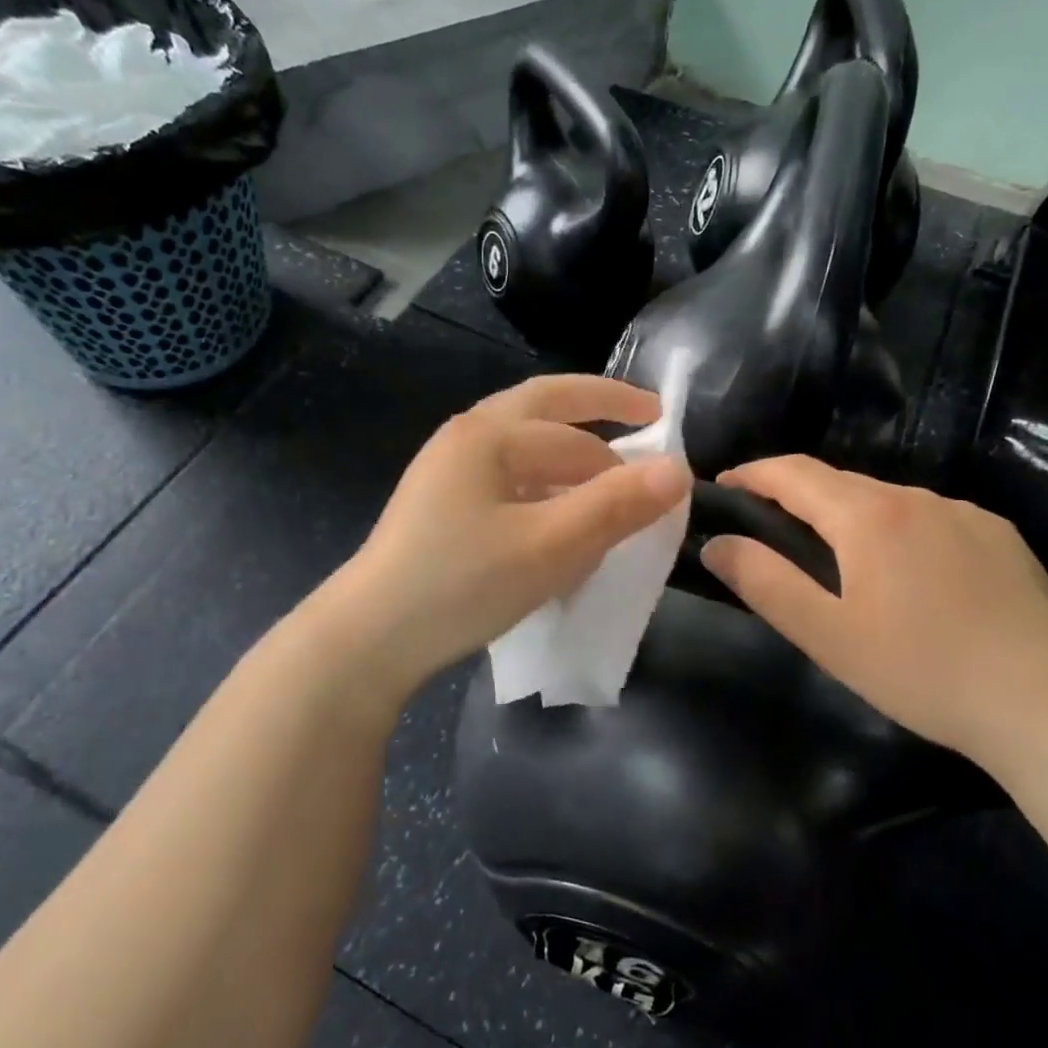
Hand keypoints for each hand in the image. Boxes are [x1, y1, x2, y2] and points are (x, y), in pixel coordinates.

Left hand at [331, 374, 691, 690]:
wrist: (370, 638)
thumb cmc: (462, 584)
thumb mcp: (550, 547)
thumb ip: (616, 506)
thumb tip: (678, 469)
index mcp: (489, 435)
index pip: (577, 435)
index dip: (628, 455)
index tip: (669, 477)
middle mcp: (466, 439)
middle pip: (544, 409)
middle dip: (597, 409)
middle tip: (646, 414)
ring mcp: (447, 473)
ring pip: (524, 446)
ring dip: (568, 454)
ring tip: (606, 479)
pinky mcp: (440, 508)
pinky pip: (506, 480)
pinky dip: (542, 486)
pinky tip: (556, 520)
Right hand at [700, 455, 1047, 760]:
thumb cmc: (921, 669)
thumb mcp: (826, 635)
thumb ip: (764, 583)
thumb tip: (717, 543)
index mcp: (868, 515)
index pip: (793, 472)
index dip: (752, 473)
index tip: (723, 486)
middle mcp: (916, 497)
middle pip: (839, 481)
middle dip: (796, 494)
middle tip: (769, 524)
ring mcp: (967, 514)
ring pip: (888, 499)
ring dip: (850, 515)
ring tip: (839, 557)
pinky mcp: (1003, 538)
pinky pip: (932, 519)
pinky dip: (900, 531)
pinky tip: (911, 576)